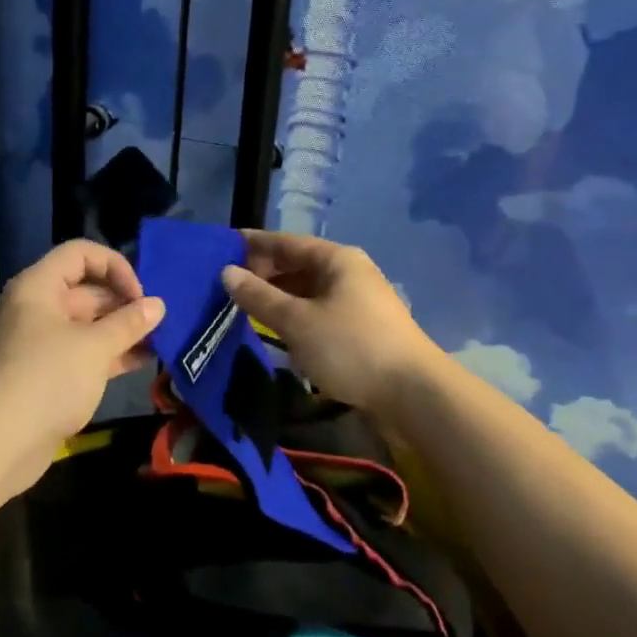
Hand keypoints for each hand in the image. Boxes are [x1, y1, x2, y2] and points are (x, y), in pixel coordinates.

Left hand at [0, 240, 163, 495]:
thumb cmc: (46, 379)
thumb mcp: (94, 347)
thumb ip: (129, 323)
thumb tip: (157, 305)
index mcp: (39, 286)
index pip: (80, 254)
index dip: (114, 266)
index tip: (140, 294)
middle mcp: (37, 307)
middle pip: (86, 289)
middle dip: (124, 302)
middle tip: (160, 320)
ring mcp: (41, 342)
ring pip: (88, 324)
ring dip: (121, 330)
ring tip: (160, 340)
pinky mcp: (46, 374)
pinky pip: (83, 353)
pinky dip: (110, 354)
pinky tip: (143, 362)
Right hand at [221, 230, 438, 416]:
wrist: (414, 394)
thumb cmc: (351, 347)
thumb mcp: (297, 322)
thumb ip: (259, 297)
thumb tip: (227, 272)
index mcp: (336, 259)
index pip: (286, 242)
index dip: (253, 244)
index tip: (221, 247)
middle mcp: (348, 272)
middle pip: (297, 265)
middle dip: (263, 273)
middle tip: (227, 285)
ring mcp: (357, 301)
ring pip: (308, 290)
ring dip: (278, 297)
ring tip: (244, 307)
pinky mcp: (361, 328)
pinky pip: (319, 311)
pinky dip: (295, 315)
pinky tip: (276, 330)